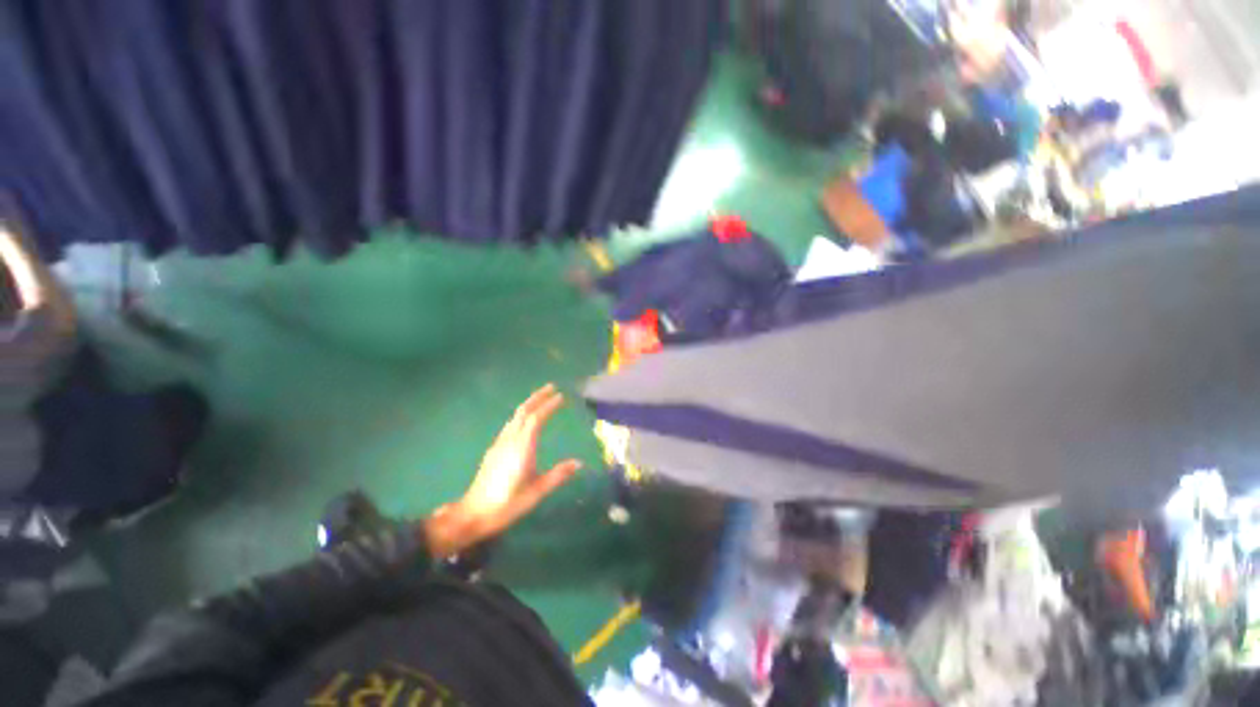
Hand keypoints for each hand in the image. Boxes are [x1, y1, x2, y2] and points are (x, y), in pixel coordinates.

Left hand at [423, 384, 581, 555]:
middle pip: (522, 411)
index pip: (536, 419)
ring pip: (514, 417)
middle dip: (537, 397)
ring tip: (541, 399)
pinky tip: (525, 420)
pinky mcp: (494, 450)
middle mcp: (509, 441)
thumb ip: (558, 475)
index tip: (561, 397)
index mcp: (521, 448)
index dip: (548, 406)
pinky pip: (510, 425)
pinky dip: (521, 415)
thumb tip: (579, 463)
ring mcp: (499, 444)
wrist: (472, 514)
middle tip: (552, 387)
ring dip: (529, 404)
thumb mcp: (537, 492)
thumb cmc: (507, 504)